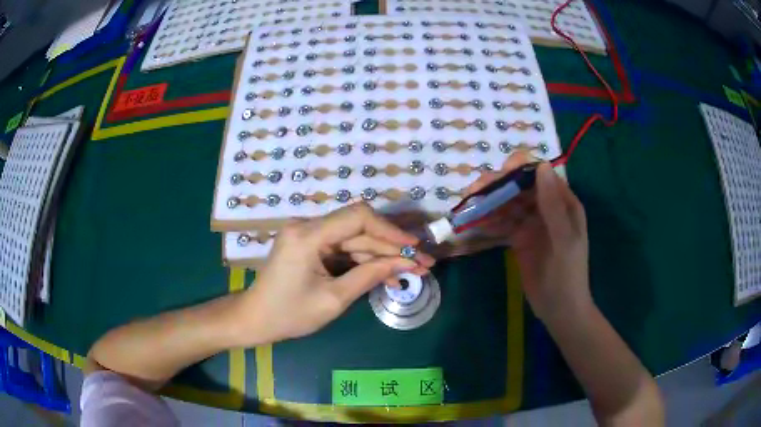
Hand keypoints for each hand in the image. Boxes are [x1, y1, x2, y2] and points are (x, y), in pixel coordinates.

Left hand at [233, 203, 435, 345]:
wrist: (255, 319)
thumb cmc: (289, 314)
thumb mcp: (334, 299)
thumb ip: (369, 276)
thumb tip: (406, 264)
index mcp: (308, 236)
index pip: (358, 217)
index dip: (390, 230)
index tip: (414, 247)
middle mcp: (307, 227)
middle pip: (359, 229)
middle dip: (392, 247)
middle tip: (423, 263)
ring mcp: (308, 235)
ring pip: (354, 239)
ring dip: (381, 255)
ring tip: (411, 272)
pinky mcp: (310, 246)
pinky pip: (343, 249)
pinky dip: (364, 262)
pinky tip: (386, 275)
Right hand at [465, 152, 590, 320]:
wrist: (560, 310)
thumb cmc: (568, 275)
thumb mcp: (564, 240)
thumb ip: (553, 206)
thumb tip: (541, 166)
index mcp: (563, 203)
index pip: (541, 175)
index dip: (520, 169)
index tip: (499, 174)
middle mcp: (547, 208)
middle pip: (520, 187)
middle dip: (498, 185)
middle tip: (475, 191)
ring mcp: (532, 224)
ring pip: (509, 204)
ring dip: (490, 202)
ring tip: (470, 205)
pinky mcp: (520, 239)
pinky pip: (503, 223)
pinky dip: (490, 221)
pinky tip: (476, 222)